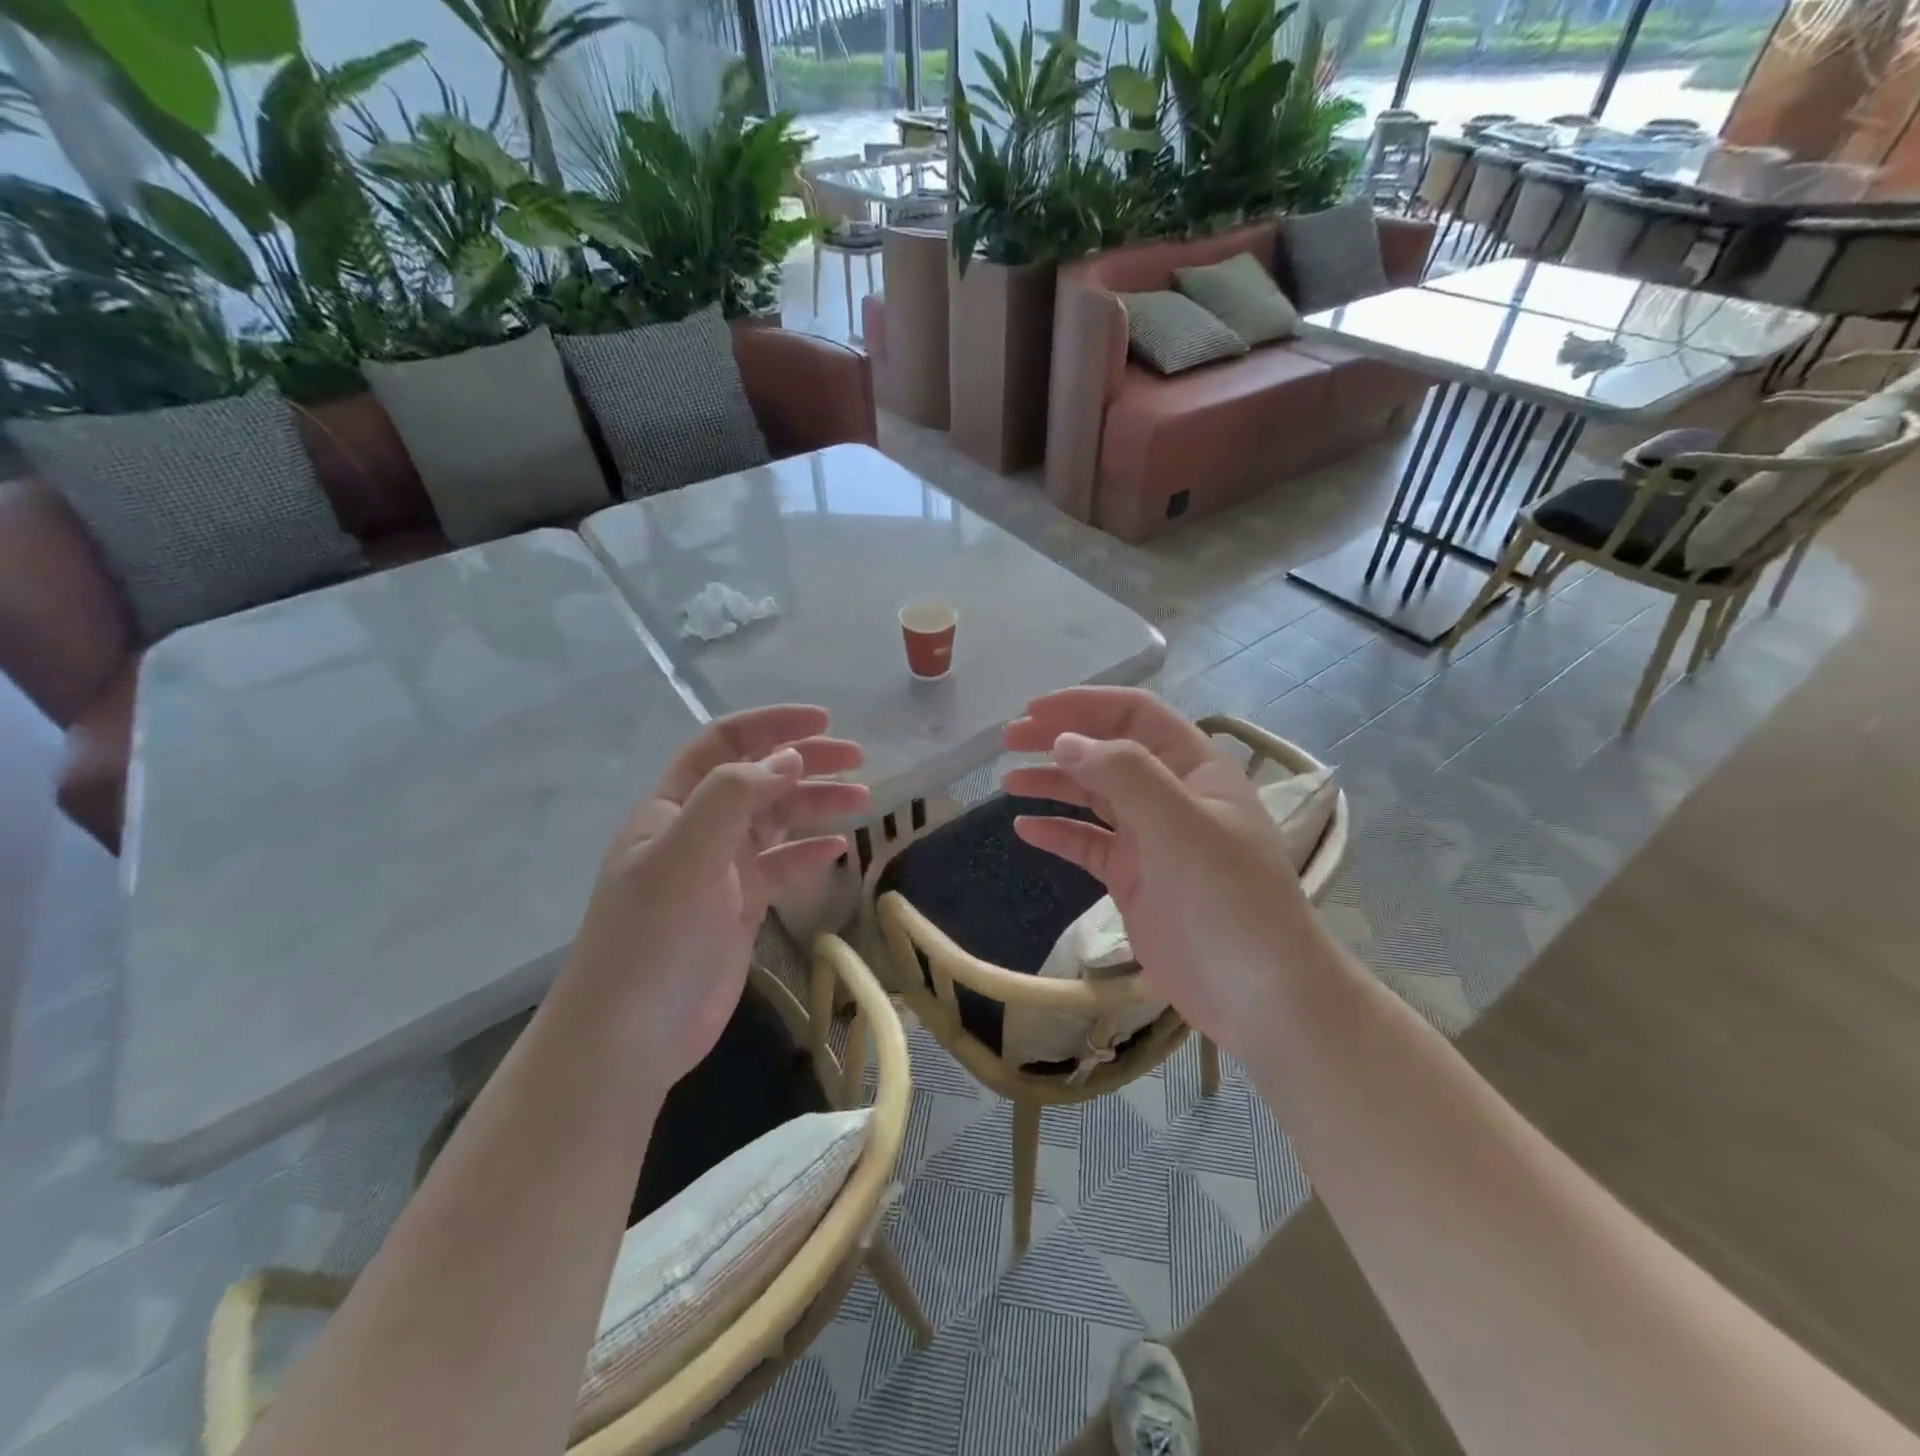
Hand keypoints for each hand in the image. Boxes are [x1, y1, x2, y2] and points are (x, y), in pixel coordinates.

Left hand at [564, 705, 868, 1087]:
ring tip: (863, 798)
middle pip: (759, 779)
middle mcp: (697, 830)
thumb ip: (732, 798)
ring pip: (776, 821)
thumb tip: (790, 757)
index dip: (771, 725)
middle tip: (858, 759)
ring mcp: (719, 871)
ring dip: (816, 804)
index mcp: (672, 806)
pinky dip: (809, 853)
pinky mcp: (739, 908)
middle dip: (806, 762)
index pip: (724, 744)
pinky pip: (782, 867)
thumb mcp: (684, 857)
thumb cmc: (651, 939)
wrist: (629, 1037)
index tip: (824, 721)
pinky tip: (839, 850)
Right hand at [1002, 687, 1322, 1062]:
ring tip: (1008, 780)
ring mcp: (1152, 840)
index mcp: (1196, 768)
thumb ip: (1125, 775)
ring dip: (1053, 783)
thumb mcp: (1181, 826)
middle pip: (1108, 751)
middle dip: (1060, 739)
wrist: (1259, 997)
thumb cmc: (1228, 900)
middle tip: (1009, 739)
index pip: (1135, 716)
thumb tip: (1065, 741)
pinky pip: (1089, 845)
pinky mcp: (1134, 880)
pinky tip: (1025, 829)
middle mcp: (1172, 796)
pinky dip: (1058, 833)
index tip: (1033, 711)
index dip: (1084, 705)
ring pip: (1094, 796)